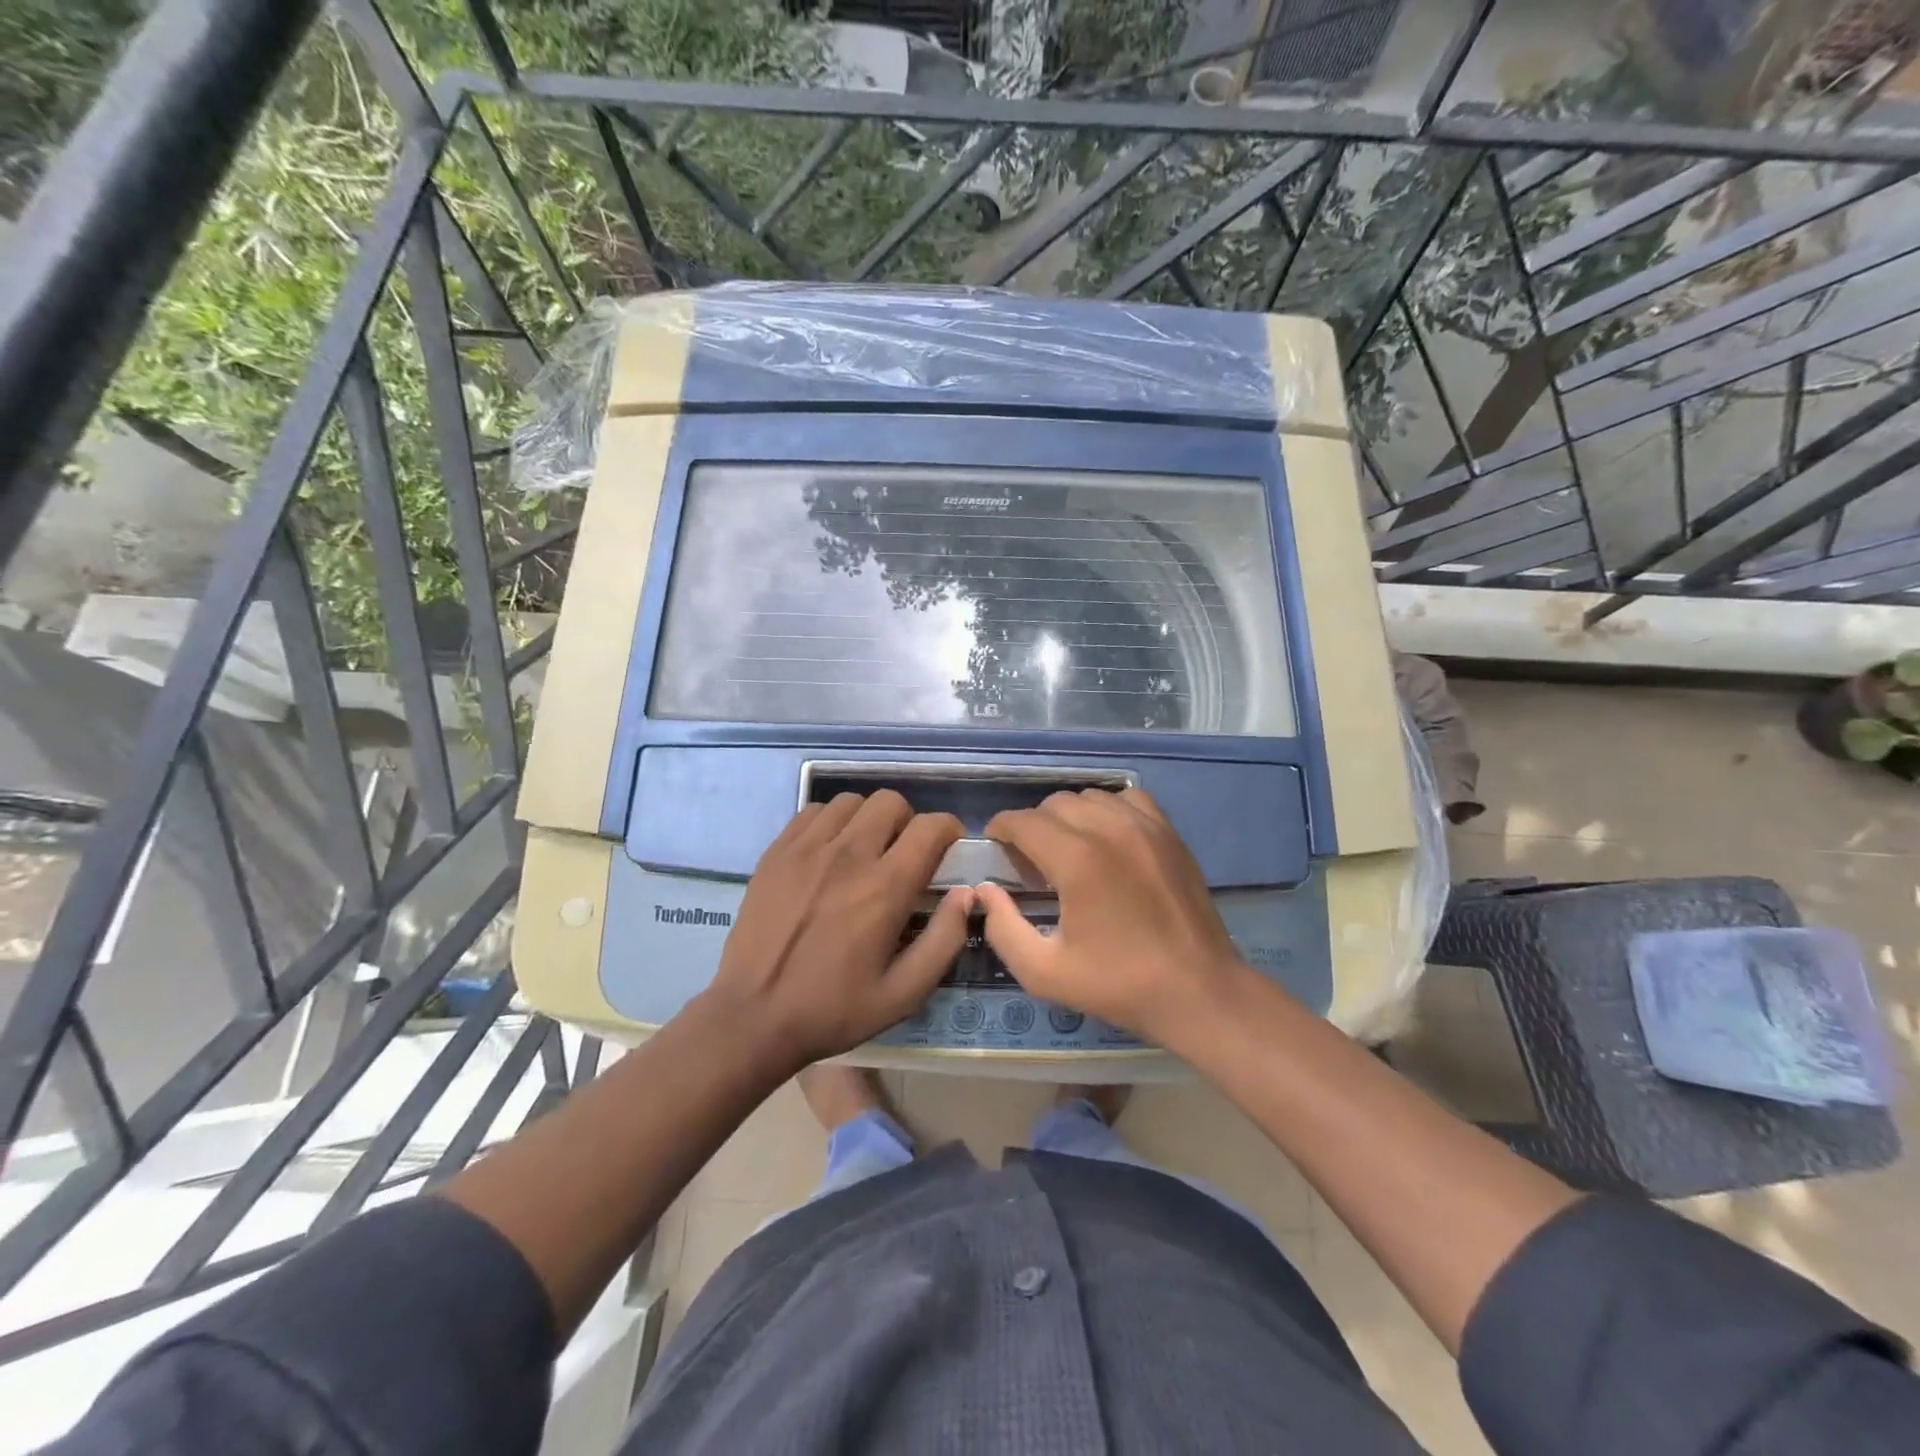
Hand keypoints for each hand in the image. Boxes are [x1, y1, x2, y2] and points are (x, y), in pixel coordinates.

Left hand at [705, 790, 970, 1069]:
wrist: (753, 1016)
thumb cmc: (834, 1009)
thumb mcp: (904, 993)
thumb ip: (944, 939)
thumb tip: (965, 893)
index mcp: (884, 888)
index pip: (929, 827)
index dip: (948, 829)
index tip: (948, 847)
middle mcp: (848, 855)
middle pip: (891, 802)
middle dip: (908, 821)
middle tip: (903, 853)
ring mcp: (807, 849)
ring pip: (851, 801)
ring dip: (868, 819)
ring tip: (864, 850)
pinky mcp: (777, 852)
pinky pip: (813, 812)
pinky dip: (831, 822)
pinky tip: (828, 853)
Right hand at [977, 788, 1250, 1045]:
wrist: (1198, 990)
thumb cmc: (1118, 984)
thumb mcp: (1044, 972)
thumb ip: (1003, 928)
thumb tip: (985, 890)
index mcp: (1076, 859)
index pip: (1023, 821)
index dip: (1001, 828)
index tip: (994, 844)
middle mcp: (1109, 829)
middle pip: (1054, 804)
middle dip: (1032, 825)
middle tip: (1030, 861)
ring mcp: (1145, 826)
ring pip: (1090, 797)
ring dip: (1068, 816)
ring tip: (1068, 849)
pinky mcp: (1169, 833)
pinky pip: (1127, 799)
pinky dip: (1108, 810)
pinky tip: (1108, 839)